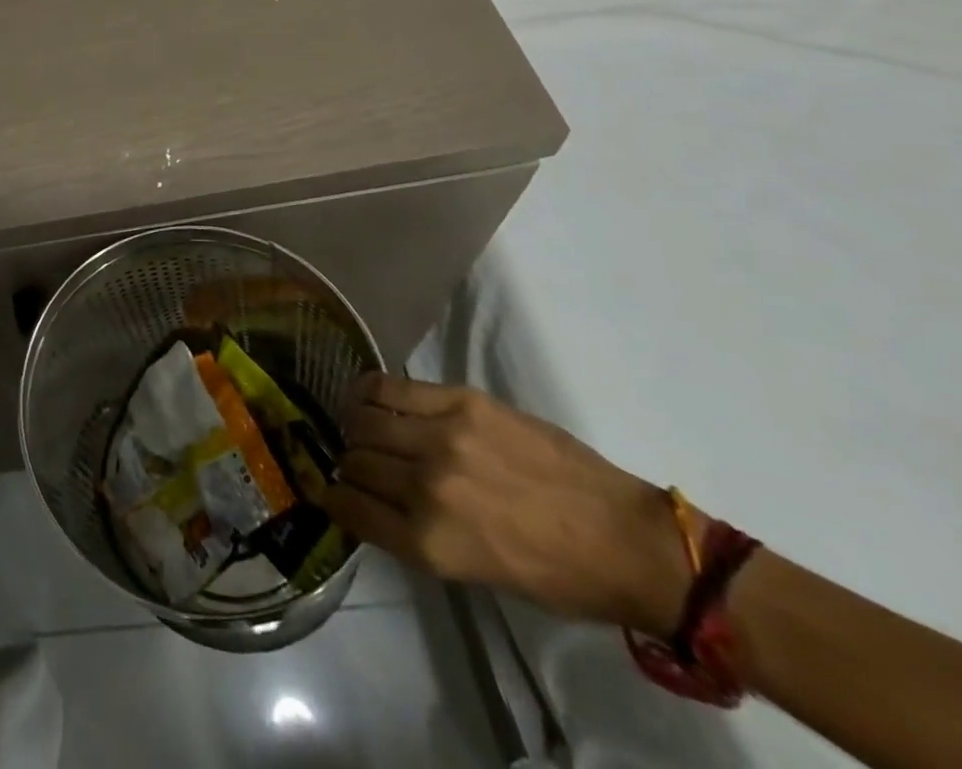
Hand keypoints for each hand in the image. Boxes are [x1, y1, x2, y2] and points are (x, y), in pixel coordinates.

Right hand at [323, 375, 692, 635]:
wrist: (629, 542)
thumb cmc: (556, 574)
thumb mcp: (472, 572)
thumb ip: (413, 532)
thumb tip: (366, 500)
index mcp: (430, 542)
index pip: (350, 508)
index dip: (334, 499)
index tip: (332, 492)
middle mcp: (427, 486)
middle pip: (355, 461)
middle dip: (349, 464)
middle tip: (360, 462)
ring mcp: (442, 437)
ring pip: (363, 419)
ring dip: (356, 426)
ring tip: (364, 427)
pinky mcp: (460, 401)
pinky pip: (387, 386)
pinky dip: (368, 391)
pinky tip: (369, 397)